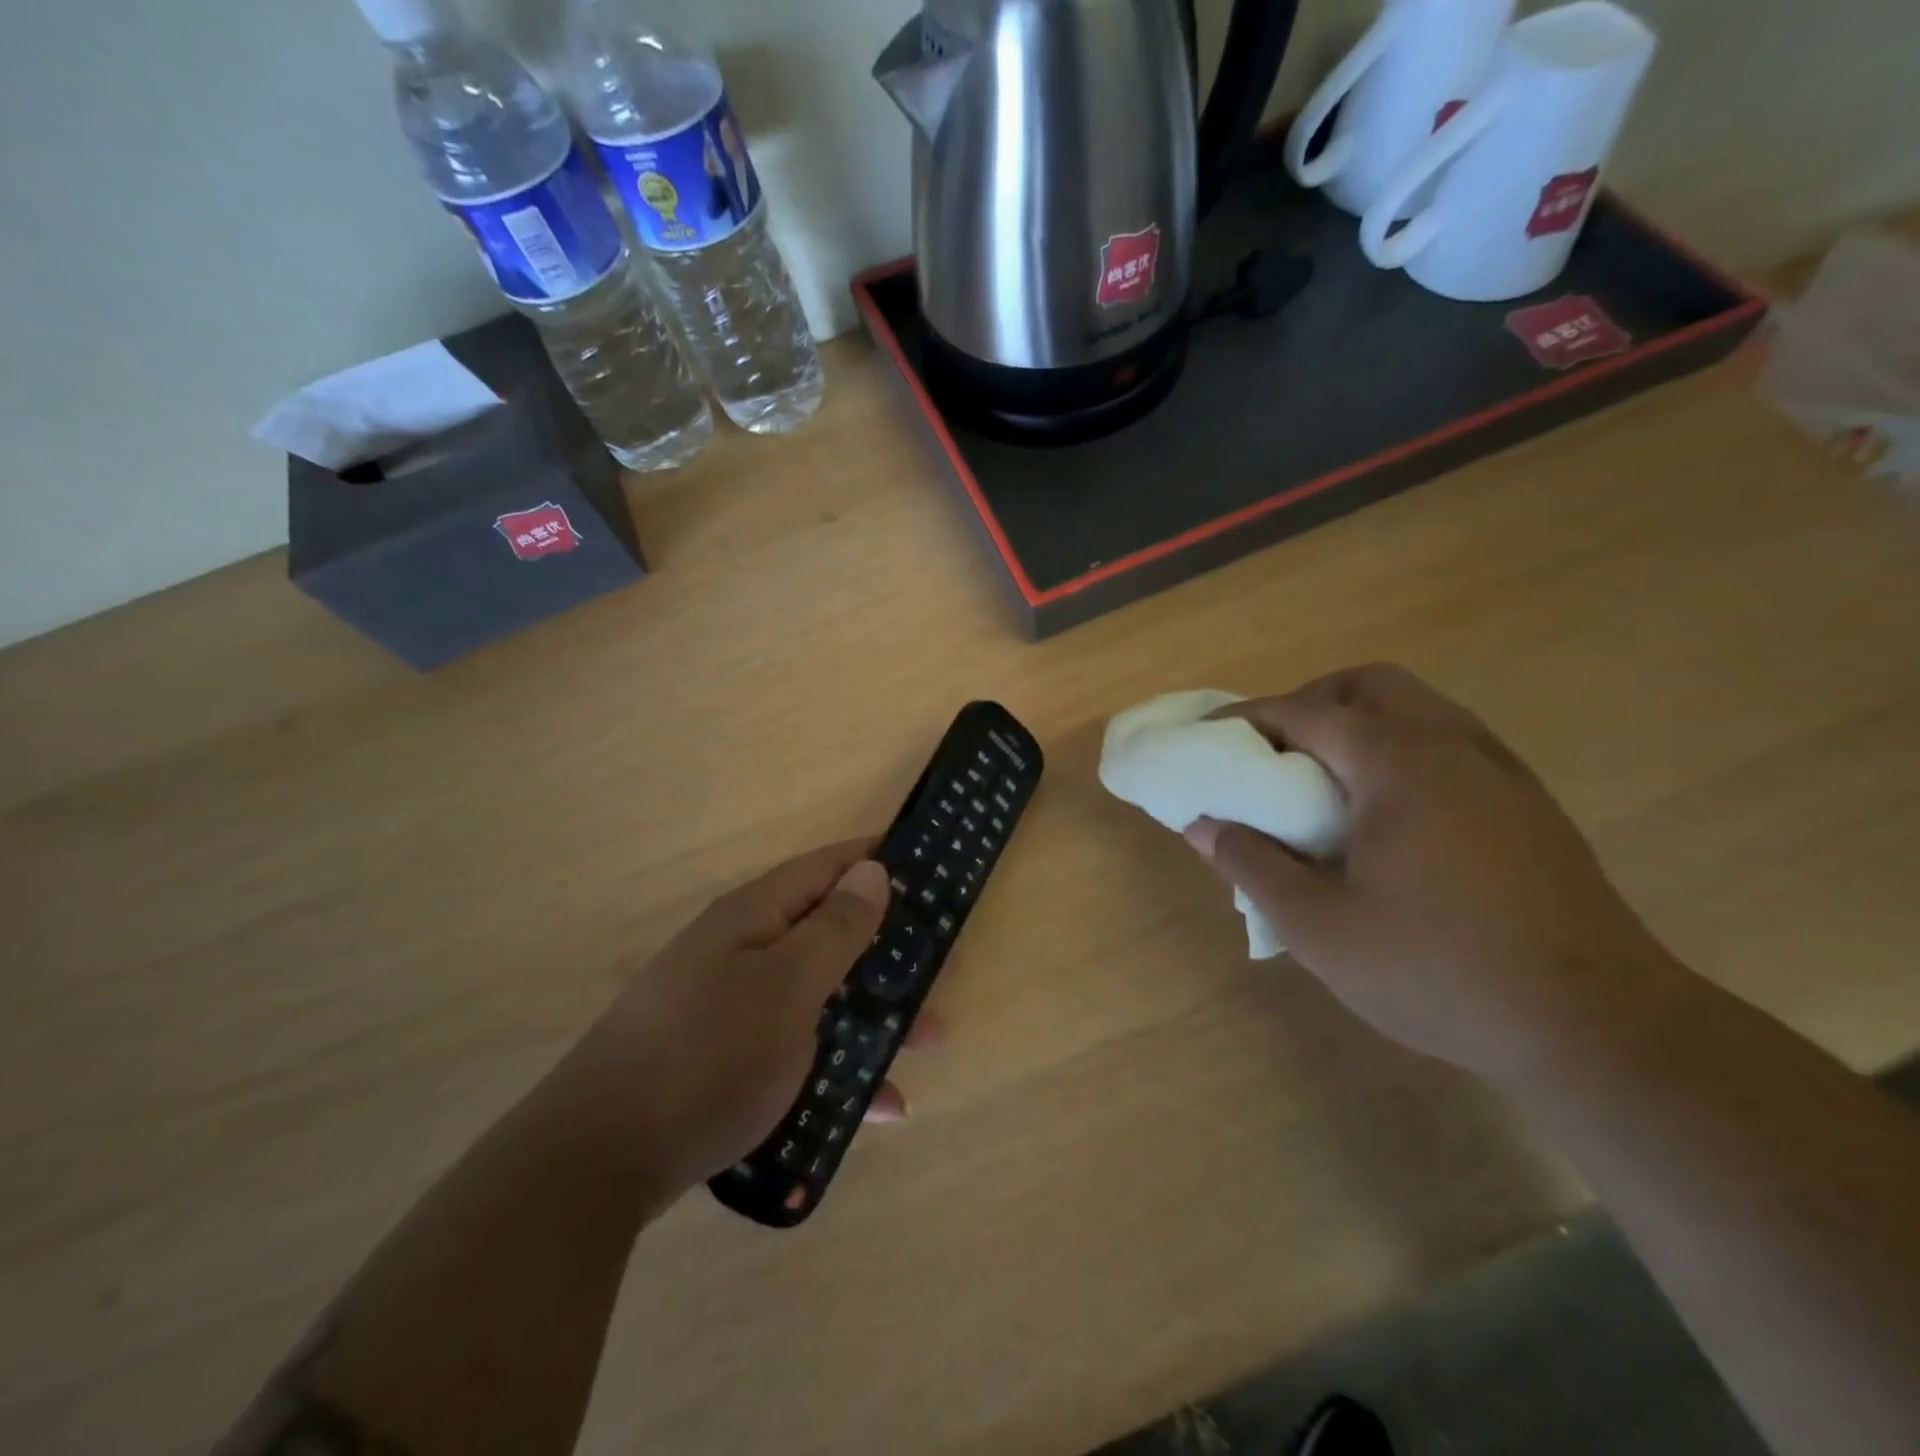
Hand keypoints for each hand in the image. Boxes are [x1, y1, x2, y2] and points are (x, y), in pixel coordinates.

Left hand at [572, 840, 932, 1196]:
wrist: (598, 1163)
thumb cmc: (708, 1055)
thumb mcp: (787, 986)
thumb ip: (835, 928)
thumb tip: (871, 868)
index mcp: (754, 918)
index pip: (828, 867)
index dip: (879, 860)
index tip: (932, 870)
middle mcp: (744, 953)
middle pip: (831, 933)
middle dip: (889, 950)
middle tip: (946, 967)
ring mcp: (734, 1009)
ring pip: (822, 996)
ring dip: (876, 1014)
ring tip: (931, 1039)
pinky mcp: (728, 1062)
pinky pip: (799, 1050)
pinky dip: (840, 1068)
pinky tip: (880, 1106)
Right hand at [1184, 664, 1677, 1088]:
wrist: (1600, 1029)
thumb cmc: (1439, 971)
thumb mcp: (1319, 927)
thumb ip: (1252, 865)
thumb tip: (1203, 825)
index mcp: (1398, 764)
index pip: (1304, 712)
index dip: (1247, 719)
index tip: (1208, 740)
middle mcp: (1453, 747)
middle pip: (1369, 686)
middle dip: (1310, 704)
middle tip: (1274, 754)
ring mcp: (1501, 772)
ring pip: (1417, 708)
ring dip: (1358, 723)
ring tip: (1324, 781)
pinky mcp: (1528, 804)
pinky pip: (1449, 743)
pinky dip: (1400, 749)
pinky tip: (1387, 814)